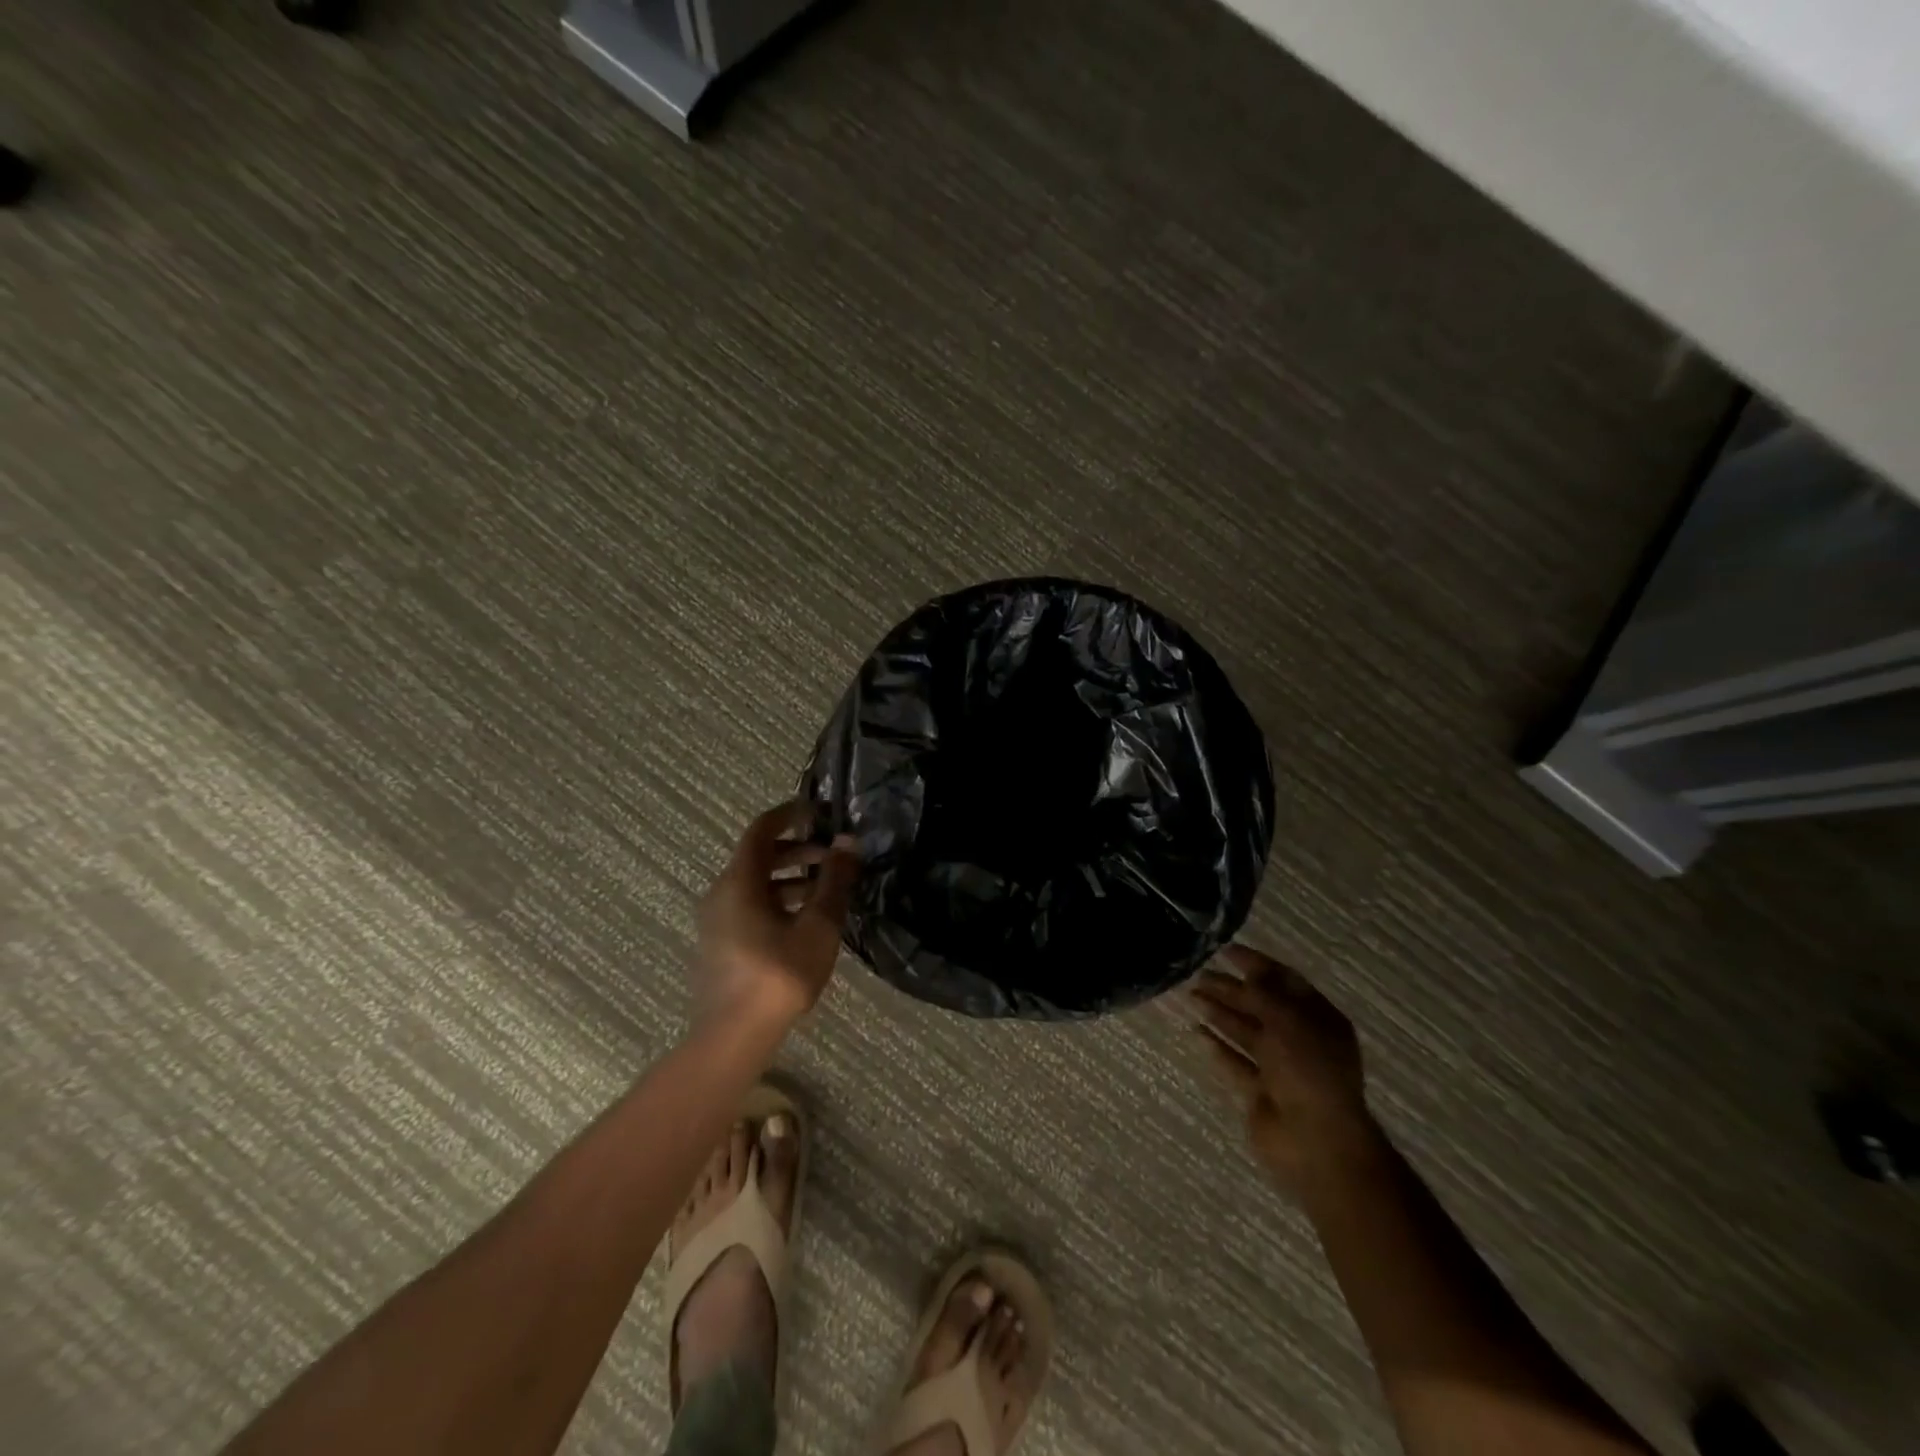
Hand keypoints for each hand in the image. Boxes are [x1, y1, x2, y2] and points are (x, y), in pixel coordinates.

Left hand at [695, 801, 860, 1033]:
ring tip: (825, 892)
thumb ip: (834, 881)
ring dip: (790, 879)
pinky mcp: (720, 944)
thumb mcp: (818, 925)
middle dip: (797, 851)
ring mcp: (717, 921)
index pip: (760, 830)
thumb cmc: (779, 974)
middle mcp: (721, 893)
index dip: (788, 815)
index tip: (816, 811)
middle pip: (758, 857)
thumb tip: (848, 842)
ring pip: (755, 885)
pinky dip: (777, 901)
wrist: (734, 1036)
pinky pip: (749, 906)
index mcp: (739, 881)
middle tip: (832, 858)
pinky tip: (805, 922)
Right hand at [1190, 944, 1375, 1194]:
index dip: (1256, 964)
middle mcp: (1301, 1039)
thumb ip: (1262, 995)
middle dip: (1232, 989)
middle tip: (1199, 975)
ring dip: (1220, 1013)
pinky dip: (1218, 1047)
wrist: (1316, 1142)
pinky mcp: (1261, 1091)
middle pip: (1261, 1005)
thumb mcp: (1287, 1021)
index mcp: (1319, 1018)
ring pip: (1246, 1032)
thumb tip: (1244, 976)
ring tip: (1191, 996)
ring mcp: (1281, 1067)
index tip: (1225, 951)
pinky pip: (1236, 1062)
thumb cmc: (1308, 1071)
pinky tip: (1196, 1032)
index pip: (1285, 980)